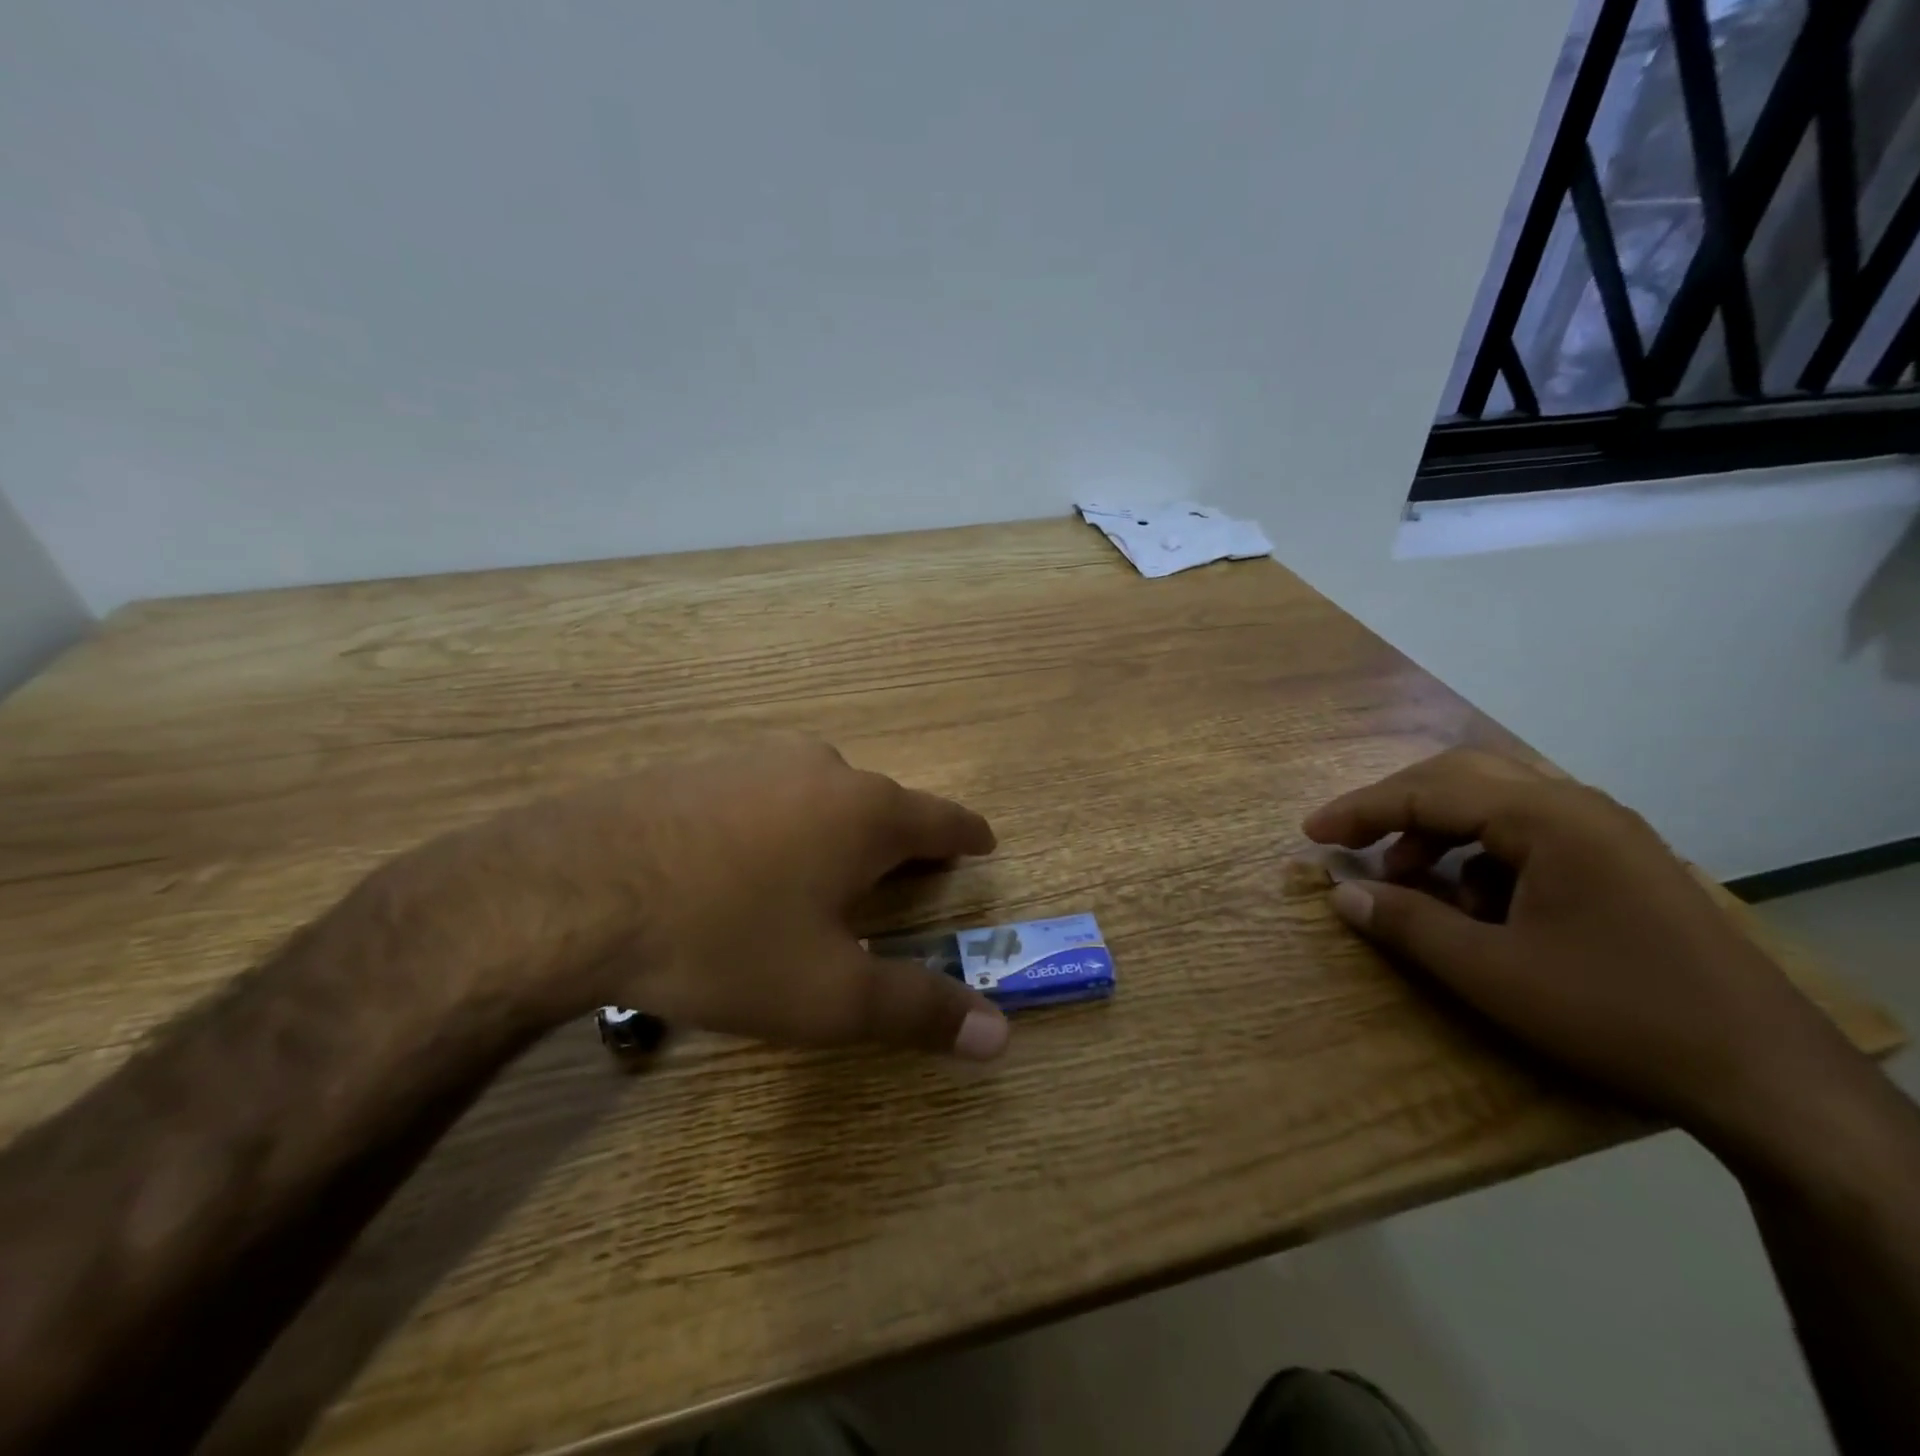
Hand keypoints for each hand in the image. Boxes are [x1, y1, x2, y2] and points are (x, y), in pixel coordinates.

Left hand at [416, 736, 1008, 1059]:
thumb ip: (918, 1010)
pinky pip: (763, 793)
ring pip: (818, 795)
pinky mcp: (698, 766)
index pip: (942, 819)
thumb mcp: (829, 994)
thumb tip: (1000, 1036)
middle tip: (898, 879)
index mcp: (866, 813)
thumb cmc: (724, 940)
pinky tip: (742, 861)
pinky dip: (776, 823)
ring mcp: (753, 759)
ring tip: (819, 876)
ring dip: (833, 830)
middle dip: (897, 841)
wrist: (571, 892)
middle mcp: (820, 768)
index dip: (967, 835)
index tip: (983, 841)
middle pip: (880, 804)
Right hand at [1302, 750, 1873, 1157]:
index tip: (1311, 834)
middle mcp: (1577, 807)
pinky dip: (1480, 856)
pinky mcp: (1618, 862)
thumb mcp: (1491, 973)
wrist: (1766, 1076)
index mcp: (1549, 819)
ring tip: (1410, 881)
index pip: (1430, 792)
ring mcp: (1605, 832)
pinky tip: (1476, 906)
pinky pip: (1526, 834)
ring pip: (1494, 804)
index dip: (1361, 810)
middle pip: (1461, 778)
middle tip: (1352, 842)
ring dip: (1438, 832)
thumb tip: (1341, 893)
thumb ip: (1408, 924)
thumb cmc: (1615, 1013)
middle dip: (1396, 808)